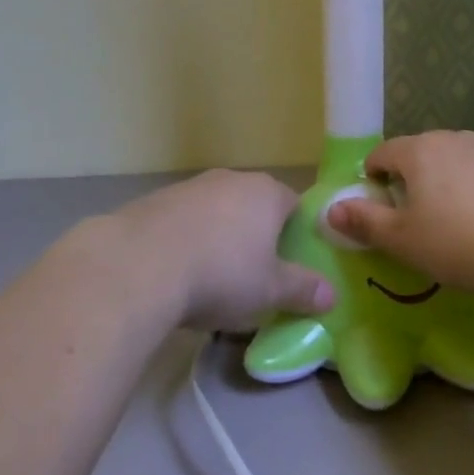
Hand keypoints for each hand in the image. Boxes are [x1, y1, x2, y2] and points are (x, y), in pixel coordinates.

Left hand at [101, 170, 332, 331]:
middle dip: (257, 235)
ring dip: (220, 237)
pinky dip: (188, 239)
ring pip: (218, 211)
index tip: (292, 263)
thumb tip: (333, 295)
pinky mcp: (157, 200)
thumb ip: (303, 290)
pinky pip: (185, 220)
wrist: (140, 264)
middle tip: (255, 274)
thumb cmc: (221, 274)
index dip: (297, 234)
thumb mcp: (270, 291)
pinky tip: (178, 271)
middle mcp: (232, 179)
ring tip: (212, 277)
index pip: (295, 205)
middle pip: (254, 206)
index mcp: (267, 193)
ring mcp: (192, 186)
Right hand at [326, 131, 473, 300]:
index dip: (373, 179)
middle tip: (416, 222)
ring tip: (457, 227)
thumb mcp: (404, 241)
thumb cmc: (462, 242)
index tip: (379, 208)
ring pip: (457, 164)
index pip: (383, 153)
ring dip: (449, 187)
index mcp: (418, 151)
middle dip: (412, 182)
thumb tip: (330, 210)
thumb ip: (365, 223)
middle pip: (421, 155)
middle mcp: (454, 139)